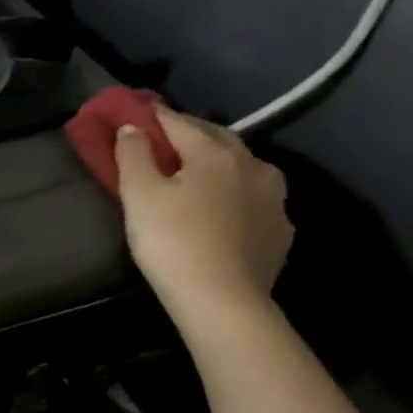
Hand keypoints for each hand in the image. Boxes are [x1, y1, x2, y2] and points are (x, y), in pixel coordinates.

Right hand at [115, 107, 291, 324]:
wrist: (222, 300)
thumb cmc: (173, 242)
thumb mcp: (139, 195)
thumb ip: (133, 156)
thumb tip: (132, 128)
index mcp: (215, 154)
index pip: (180, 124)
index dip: (155, 117)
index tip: (137, 112)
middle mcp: (252, 166)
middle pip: (218, 139)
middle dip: (191, 134)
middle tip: (166, 138)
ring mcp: (273, 199)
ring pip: (245, 167)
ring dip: (222, 161)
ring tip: (201, 170)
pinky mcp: (280, 231)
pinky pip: (257, 199)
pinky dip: (237, 194)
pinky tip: (227, 207)